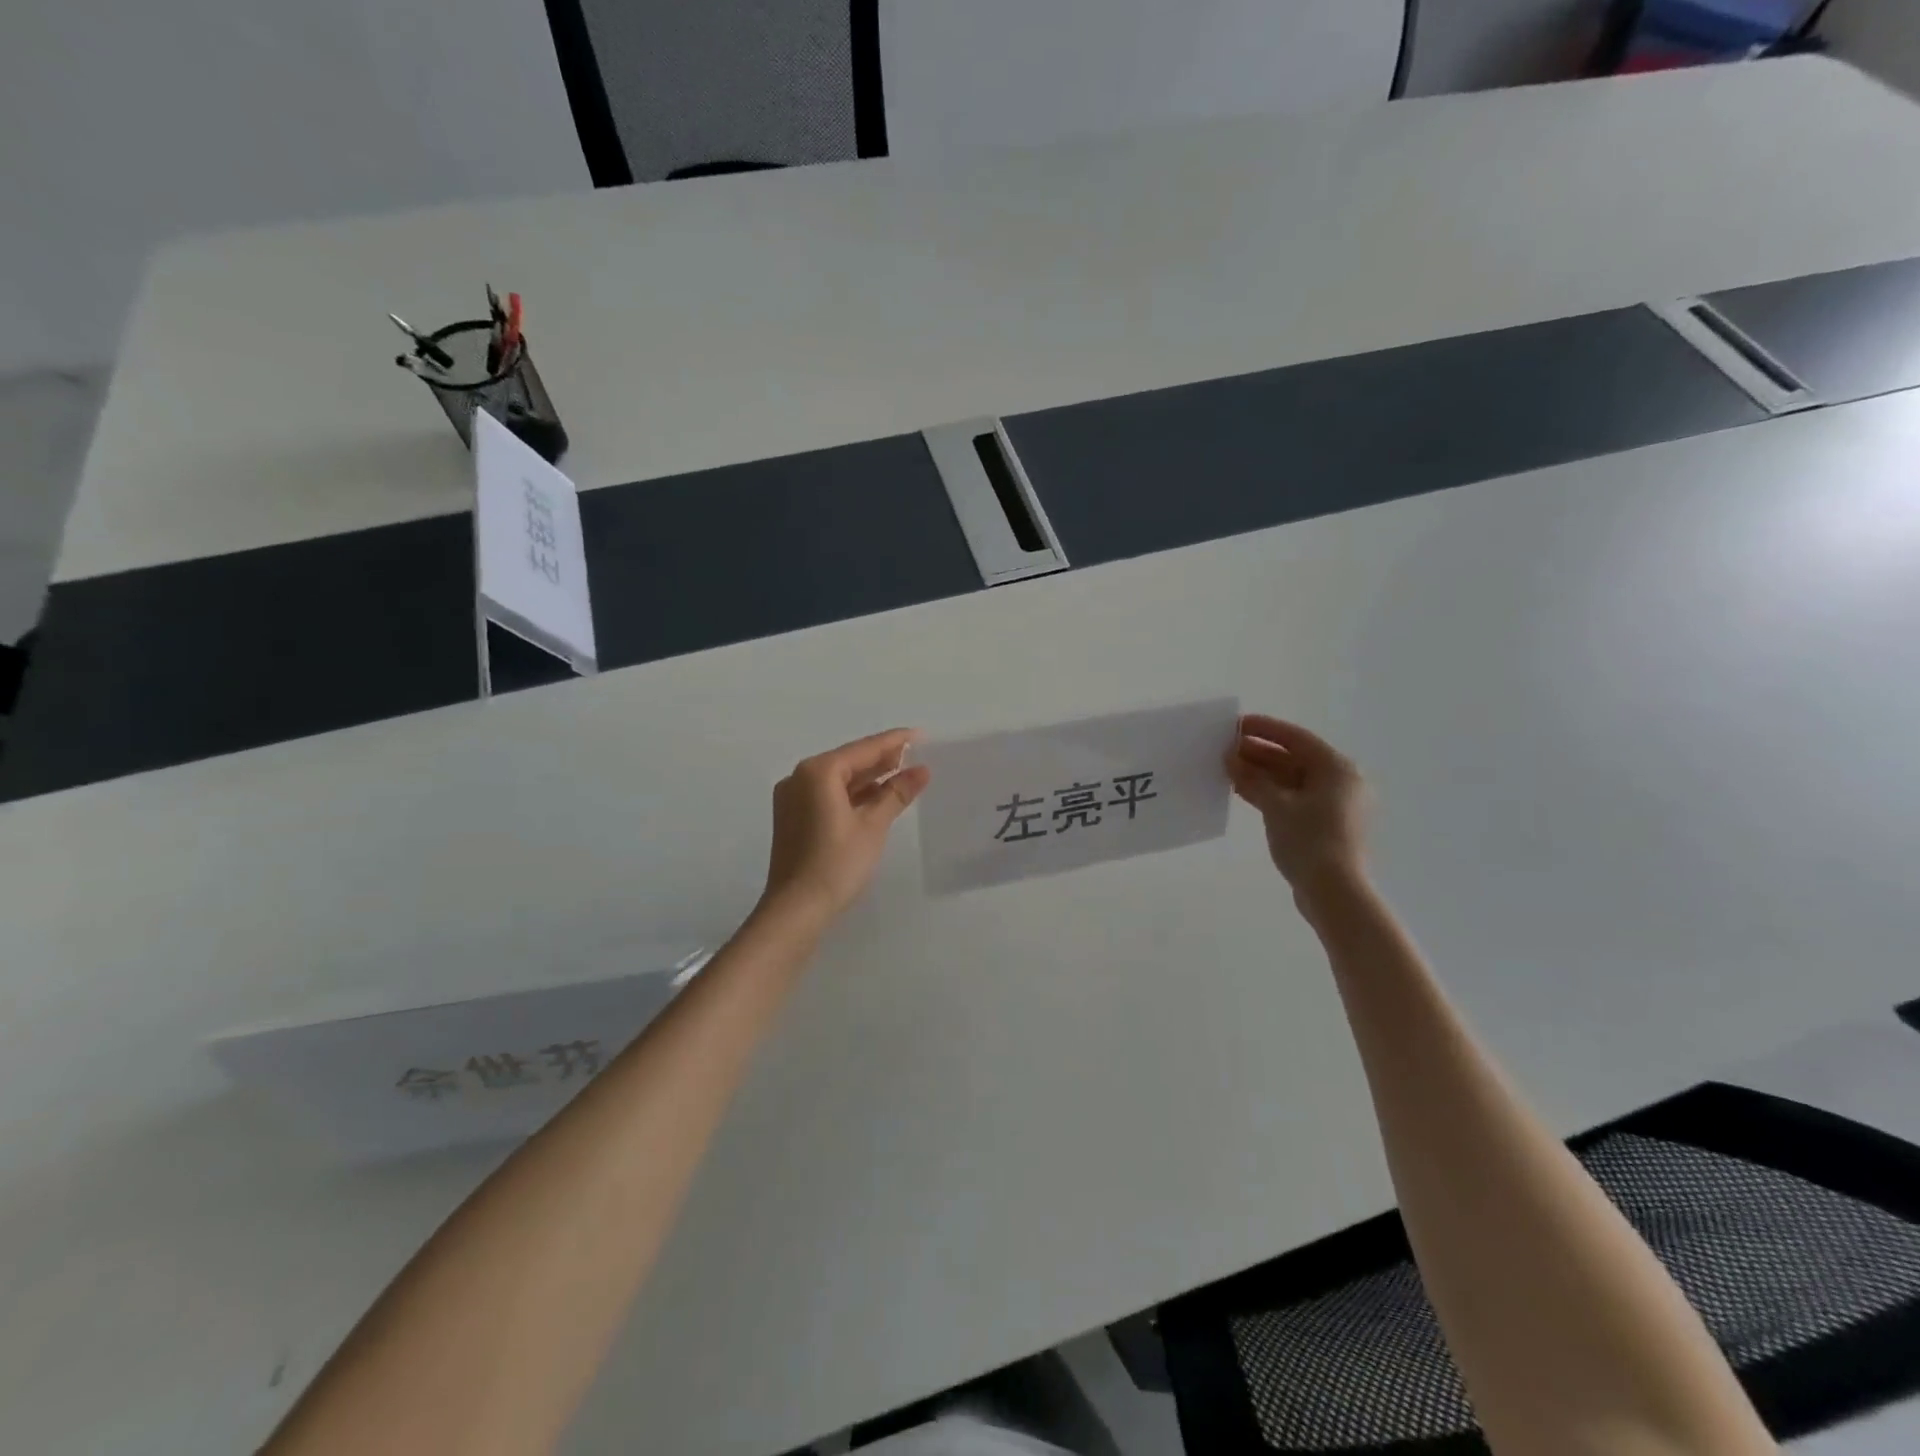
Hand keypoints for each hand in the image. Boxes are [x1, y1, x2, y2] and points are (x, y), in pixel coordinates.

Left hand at [761, 728, 932, 923]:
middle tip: (916, 756)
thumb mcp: (873, 825)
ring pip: (838, 779)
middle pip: (849, 761)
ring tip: (903, 775)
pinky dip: (853, 795)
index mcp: (818, 772)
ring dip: (869, 778)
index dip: (894, 742)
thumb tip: (921, 770)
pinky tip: (876, 798)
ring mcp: (793, 798)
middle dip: (882, 759)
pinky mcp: (794, 818)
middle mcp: (800, 777)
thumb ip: (896, 793)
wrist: (796, 909)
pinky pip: (828, 795)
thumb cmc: (837, 863)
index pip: (863, 749)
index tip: (920, 735)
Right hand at [1225, 714, 1369, 897]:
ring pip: (1292, 780)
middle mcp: (1340, 781)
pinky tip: (1243, 792)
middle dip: (1259, 753)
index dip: (1265, 729)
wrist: (1334, 892)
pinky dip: (1269, 793)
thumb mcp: (1276, 805)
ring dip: (1261, 774)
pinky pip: (1293, 798)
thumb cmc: (1309, 840)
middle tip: (1225, 749)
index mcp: (1336, 768)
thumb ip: (1252, 778)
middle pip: (1294, 758)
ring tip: (1228, 770)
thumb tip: (1230, 758)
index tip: (1236, 725)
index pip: (1296, 738)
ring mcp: (1334, 805)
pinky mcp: (1324, 825)